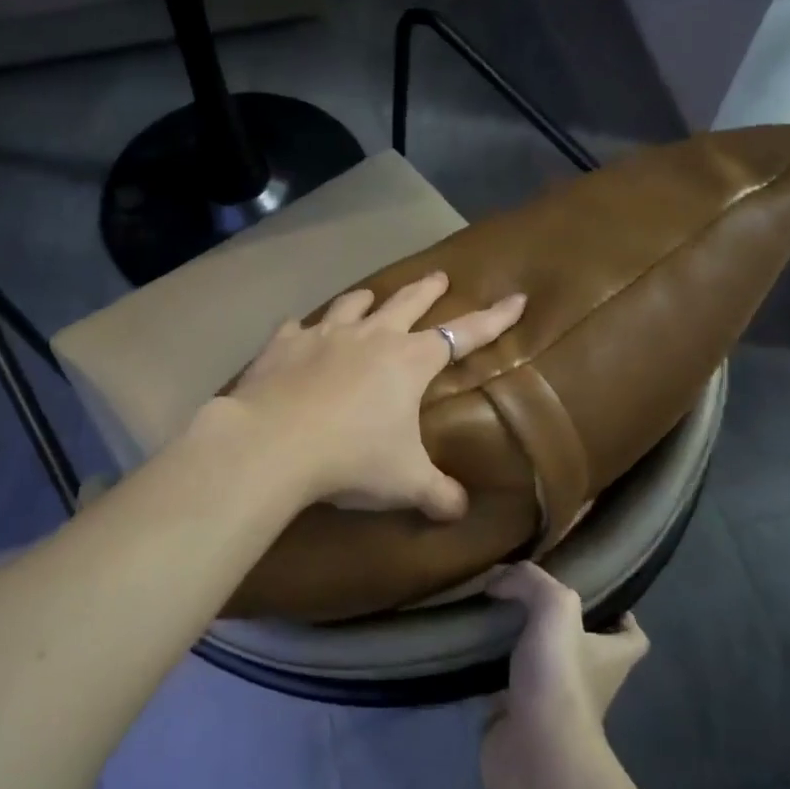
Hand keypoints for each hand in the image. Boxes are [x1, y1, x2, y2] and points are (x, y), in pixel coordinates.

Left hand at [223, 271, 525, 519]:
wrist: (274, 442)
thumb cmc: (352, 458)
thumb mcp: (406, 483)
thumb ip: (438, 494)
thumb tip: (459, 511)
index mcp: (408, 361)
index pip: (463, 335)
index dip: (493, 319)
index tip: (515, 299)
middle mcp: (370, 336)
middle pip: (406, 302)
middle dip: (427, 290)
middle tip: (439, 277)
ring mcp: (324, 335)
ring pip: (352, 304)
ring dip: (365, 298)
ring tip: (369, 296)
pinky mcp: (283, 343)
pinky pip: (296, 326)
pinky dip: (303, 327)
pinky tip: (299, 330)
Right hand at [481, 562, 647, 788]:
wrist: (535, 753)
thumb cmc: (560, 678)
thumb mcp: (555, 608)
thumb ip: (530, 581)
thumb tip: (499, 579)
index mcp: (611, 656)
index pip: (632, 635)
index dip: (619, 613)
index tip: (591, 593)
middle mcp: (589, 680)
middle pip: (581, 646)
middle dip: (555, 624)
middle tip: (523, 595)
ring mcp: (553, 703)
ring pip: (540, 665)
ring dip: (519, 645)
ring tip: (491, 614)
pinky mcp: (519, 719)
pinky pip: (505, 687)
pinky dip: (489, 671)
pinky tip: (470, 647)